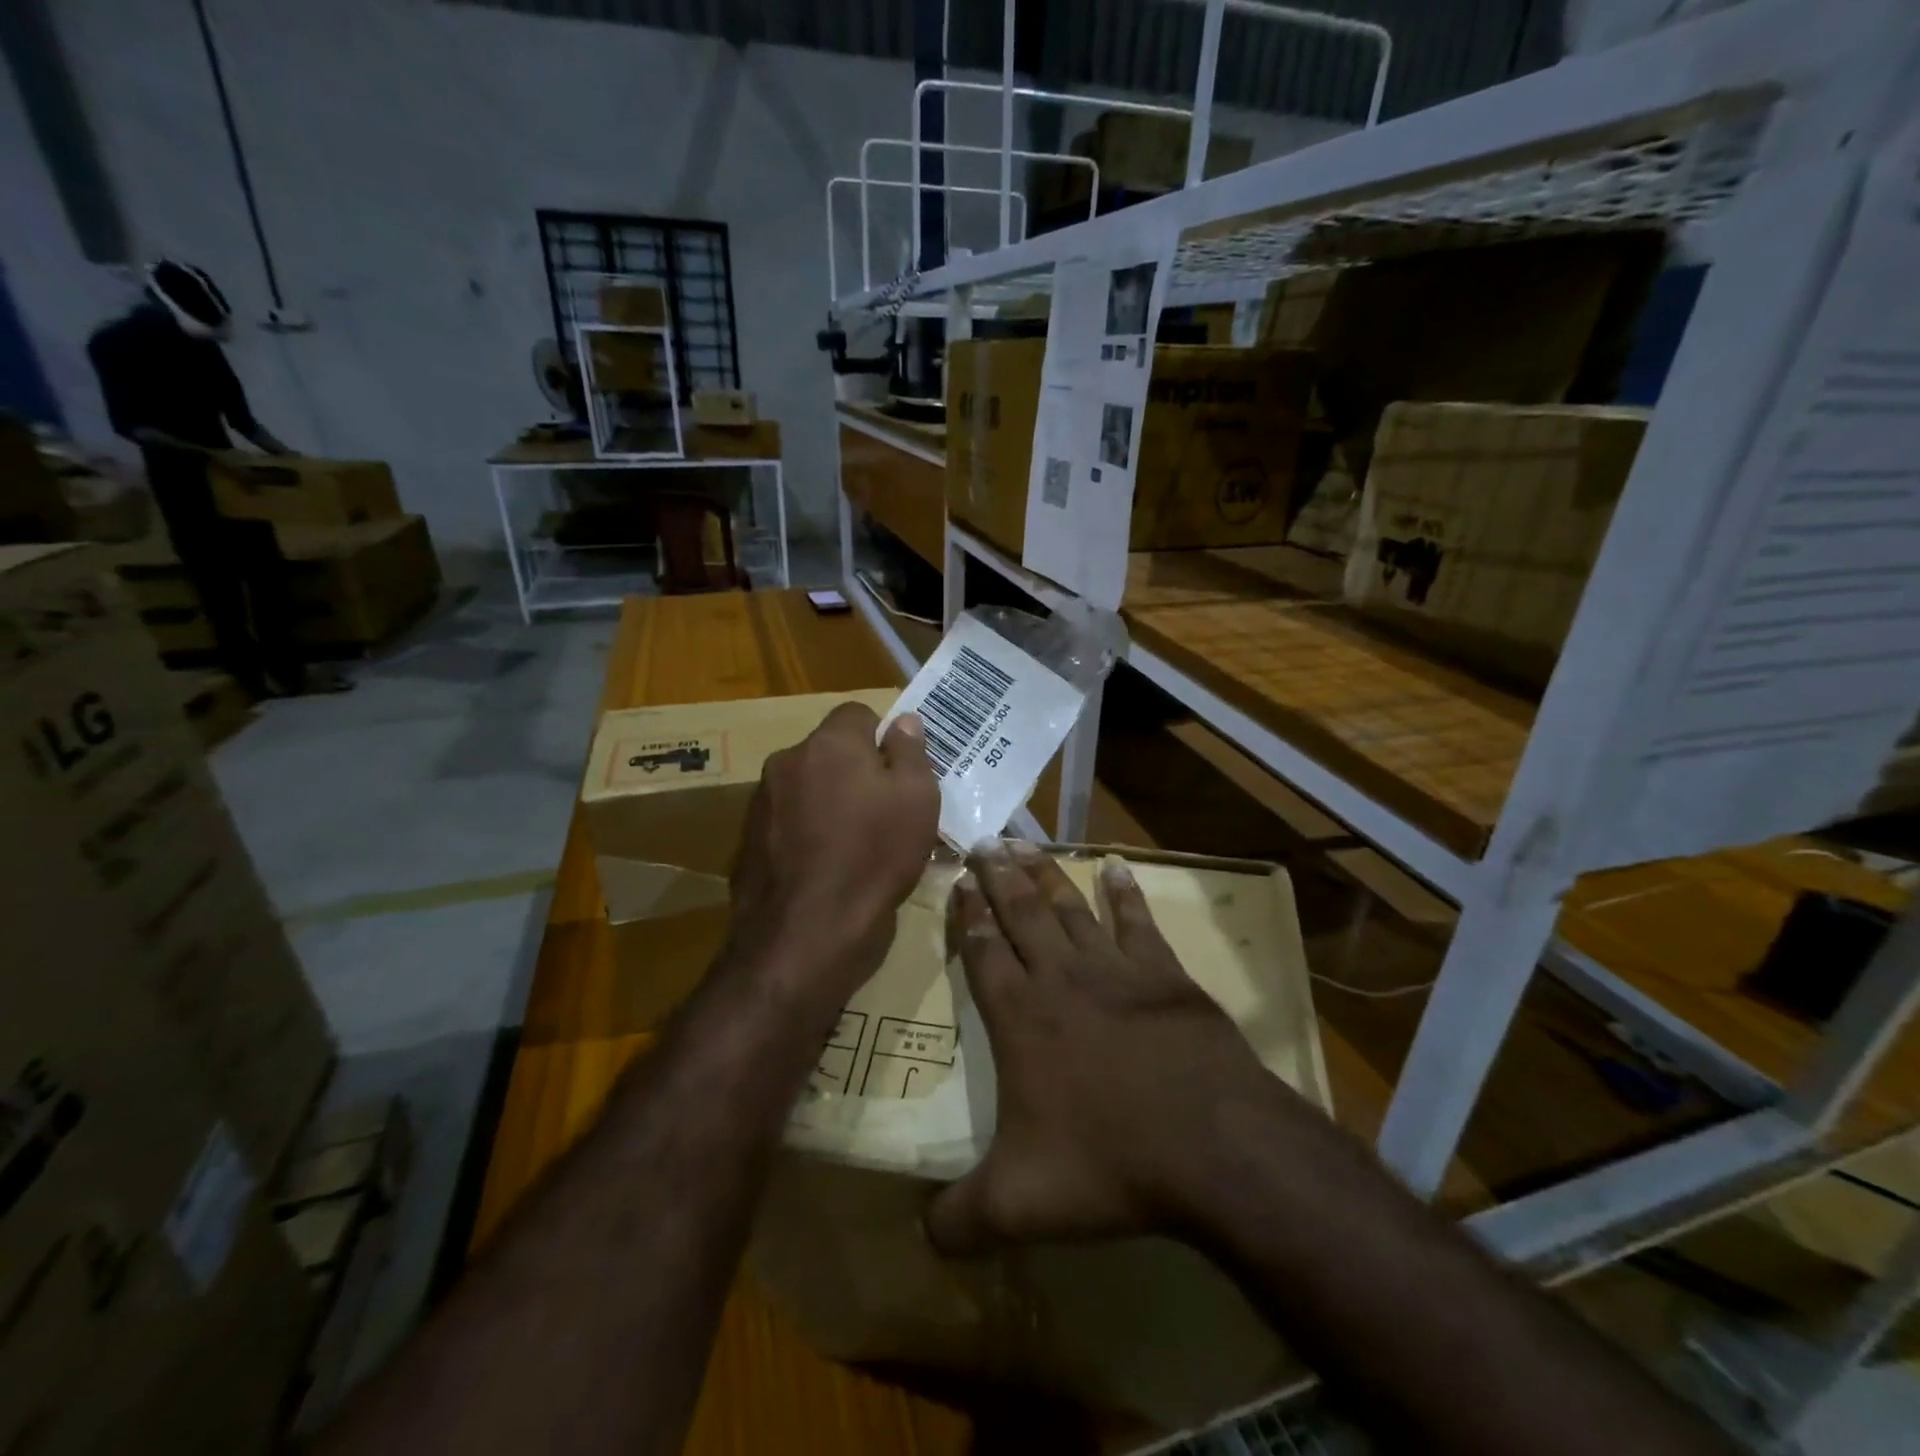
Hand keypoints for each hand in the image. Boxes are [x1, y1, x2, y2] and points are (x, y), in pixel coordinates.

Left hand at [728, 703, 939, 1006]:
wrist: (806, 934)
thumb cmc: (874, 857)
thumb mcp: (916, 800)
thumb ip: (910, 752)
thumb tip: (903, 721)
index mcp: (829, 743)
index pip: (858, 714)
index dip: (883, 738)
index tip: (899, 775)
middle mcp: (787, 761)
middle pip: (830, 752)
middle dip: (856, 772)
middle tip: (884, 812)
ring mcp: (762, 802)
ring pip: (808, 787)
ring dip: (829, 803)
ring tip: (856, 846)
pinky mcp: (748, 841)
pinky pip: (789, 822)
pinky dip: (807, 833)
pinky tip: (826, 868)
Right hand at [927, 844, 1284, 1253]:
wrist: (1212, 1146)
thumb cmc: (1109, 1164)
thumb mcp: (1019, 1207)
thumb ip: (961, 1219)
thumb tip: (918, 1238)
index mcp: (1020, 1019)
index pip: (983, 951)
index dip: (967, 915)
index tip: (958, 880)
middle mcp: (1060, 980)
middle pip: (1020, 913)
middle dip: (998, 875)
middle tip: (983, 839)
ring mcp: (1115, 970)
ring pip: (1069, 907)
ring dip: (1045, 872)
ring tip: (1024, 842)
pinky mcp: (1163, 974)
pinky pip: (1137, 921)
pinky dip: (1124, 892)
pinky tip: (1116, 865)